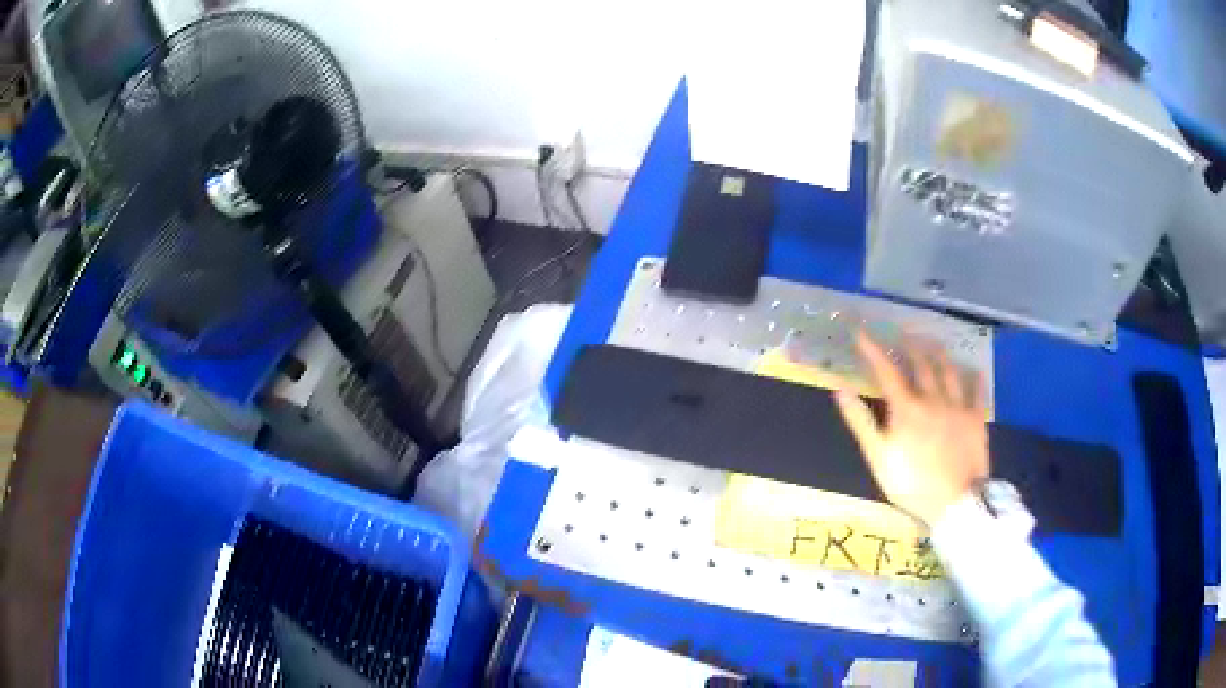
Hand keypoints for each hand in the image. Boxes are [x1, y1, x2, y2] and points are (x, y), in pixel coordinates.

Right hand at [834, 331, 989, 526]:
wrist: (955, 501)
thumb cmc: (912, 483)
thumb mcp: (879, 457)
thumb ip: (861, 422)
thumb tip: (841, 389)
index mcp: (906, 408)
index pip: (887, 372)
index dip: (873, 350)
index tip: (861, 332)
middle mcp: (933, 399)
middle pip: (921, 365)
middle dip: (910, 345)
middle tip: (904, 331)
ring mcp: (958, 407)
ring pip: (949, 372)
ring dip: (940, 354)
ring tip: (934, 342)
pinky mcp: (976, 419)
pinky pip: (977, 392)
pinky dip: (974, 379)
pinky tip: (974, 370)